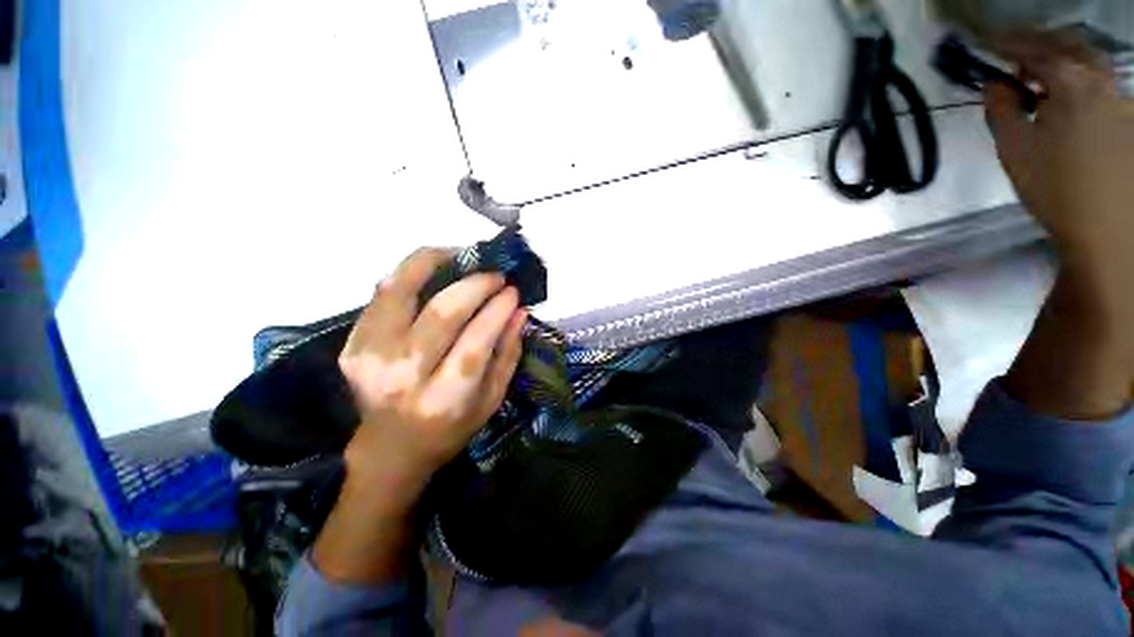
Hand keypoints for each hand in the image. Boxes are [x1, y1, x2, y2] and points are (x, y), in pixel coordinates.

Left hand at [339, 247, 526, 498]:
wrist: (390, 448)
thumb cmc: (450, 428)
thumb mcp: (491, 400)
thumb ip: (507, 354)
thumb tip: (519, 311)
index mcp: (445, 397)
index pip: (475, 340)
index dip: (496, 309)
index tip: (513, 290)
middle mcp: (403, 375)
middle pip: (440, 312)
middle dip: (474, 284)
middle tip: (494, 274)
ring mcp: (370, 356)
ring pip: (400, 289)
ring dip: (434, 262)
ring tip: (461, 255)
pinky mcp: (353, 343)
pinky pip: (382, 293)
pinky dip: (409, 272)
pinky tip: (434, 268)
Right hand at [985, 31, 1133, 321]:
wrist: (1109, 228)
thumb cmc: (1055, 187)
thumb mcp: (1014, 148)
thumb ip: (1001, 109)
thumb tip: (995, 83)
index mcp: (1069, 82)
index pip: (1033, 48)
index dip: (1006, 42)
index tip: (985, 41)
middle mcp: (1100, 80)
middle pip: (1069, 45)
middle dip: (1041, 43)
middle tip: (1018, 51)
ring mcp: (1120, 98)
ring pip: (1090, 62)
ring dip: (1064, 59)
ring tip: (1045, 72)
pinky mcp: (1129, 119)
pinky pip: (1102, 84)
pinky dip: (1082, 79)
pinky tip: (1072, 94)